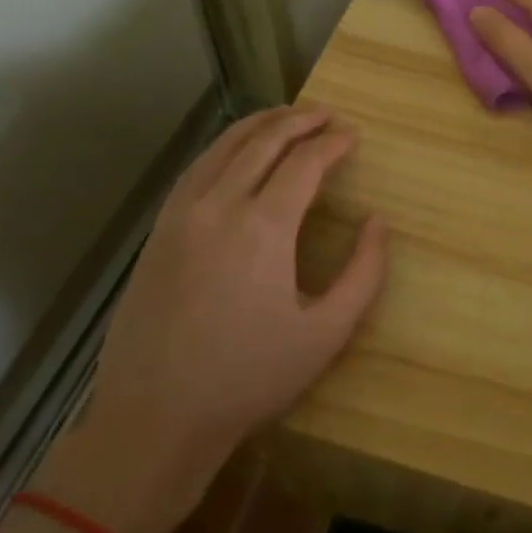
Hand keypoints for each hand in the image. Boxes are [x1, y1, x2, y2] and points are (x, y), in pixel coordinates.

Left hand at [39, 106, 386, 532]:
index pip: (304, 162)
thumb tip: (377, 222)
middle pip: (263, 141)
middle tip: (327, 114)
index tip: (353, 136)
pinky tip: (235, 152)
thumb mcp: (326, 333)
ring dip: (259, 125)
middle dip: (299, 120)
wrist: (154, 418)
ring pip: (222, 147)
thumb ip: (364, 273)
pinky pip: (195, 170)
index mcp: (264, 226)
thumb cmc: (248, 378)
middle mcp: (219, 206)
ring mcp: (180, 215)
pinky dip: (222, 147)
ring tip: (286, 117)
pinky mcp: (158, 232)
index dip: (333, 143)